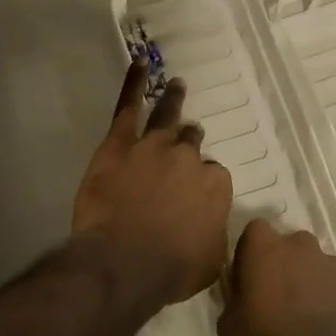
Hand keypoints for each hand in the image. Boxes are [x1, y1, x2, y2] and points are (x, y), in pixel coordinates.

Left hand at [72, 61, 232, 309]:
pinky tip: (139, 65)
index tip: (193, 195)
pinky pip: (128, 107)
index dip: (202, 185)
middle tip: (187, 141)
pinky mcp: (120, 143)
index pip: (213, 176)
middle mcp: (188, 158)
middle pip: (191, 143)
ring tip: (178, 85)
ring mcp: (154, 146)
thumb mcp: (210, 261)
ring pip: (168, 117)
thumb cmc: (170, 270)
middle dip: (190, 142)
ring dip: (174, 101)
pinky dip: (134, 84)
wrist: (124, 261)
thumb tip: (210, 226)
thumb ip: (213, 234)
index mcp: (214, 186)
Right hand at [218, 219, 335, 335]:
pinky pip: (332, 289)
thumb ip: (232, 302)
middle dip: (281, 264)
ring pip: (313, 265)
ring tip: (300, 316)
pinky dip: (326, 301)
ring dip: (306, 281)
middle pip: (287, 245)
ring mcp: (331, 265)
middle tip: (273, 297)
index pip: (253, 232)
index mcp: (265, 245)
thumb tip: (239, 300)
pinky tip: (320, 330)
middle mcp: (300, 244)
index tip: (246, 279)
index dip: (249, 254)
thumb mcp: (228, 328)